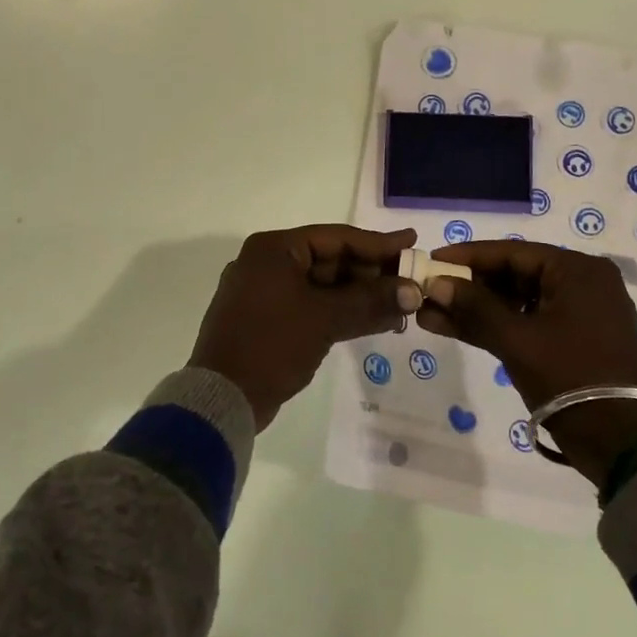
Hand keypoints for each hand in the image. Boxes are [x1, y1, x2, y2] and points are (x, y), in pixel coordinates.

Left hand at [189, 224, 420, 429]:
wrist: (222, 399)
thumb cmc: (271, 344)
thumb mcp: (324, 319)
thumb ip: (370, 301)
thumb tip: (414, 291)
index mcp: (274, 249)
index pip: (336, 237)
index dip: (378, 243)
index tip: (412, 243)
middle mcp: (267, 263)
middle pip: (331, 260)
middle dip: (372, 274)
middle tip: (411, 281)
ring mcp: (266, 292)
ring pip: (323, 286)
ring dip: (361, 296)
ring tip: (402, 306)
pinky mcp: (268, 320)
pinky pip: (312, 306)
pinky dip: (341, 312)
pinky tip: (375, 321)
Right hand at [416, 240, 636, 485]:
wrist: (624, 444)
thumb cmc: (571, 378)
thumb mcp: (517, 339)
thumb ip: (474, 307)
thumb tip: (436, 284)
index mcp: (578, 270)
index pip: (512, 252)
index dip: (468, 256)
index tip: (432, 260)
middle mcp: (584, 283)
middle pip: (515, 275)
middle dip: (469, 286)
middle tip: (429, 290)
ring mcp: (582, 314)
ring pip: (519, 302)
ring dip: (478, 309)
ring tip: (432, 313)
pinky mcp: (577, 342)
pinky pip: (530, 323)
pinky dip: (498, 327)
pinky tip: (457, 329)